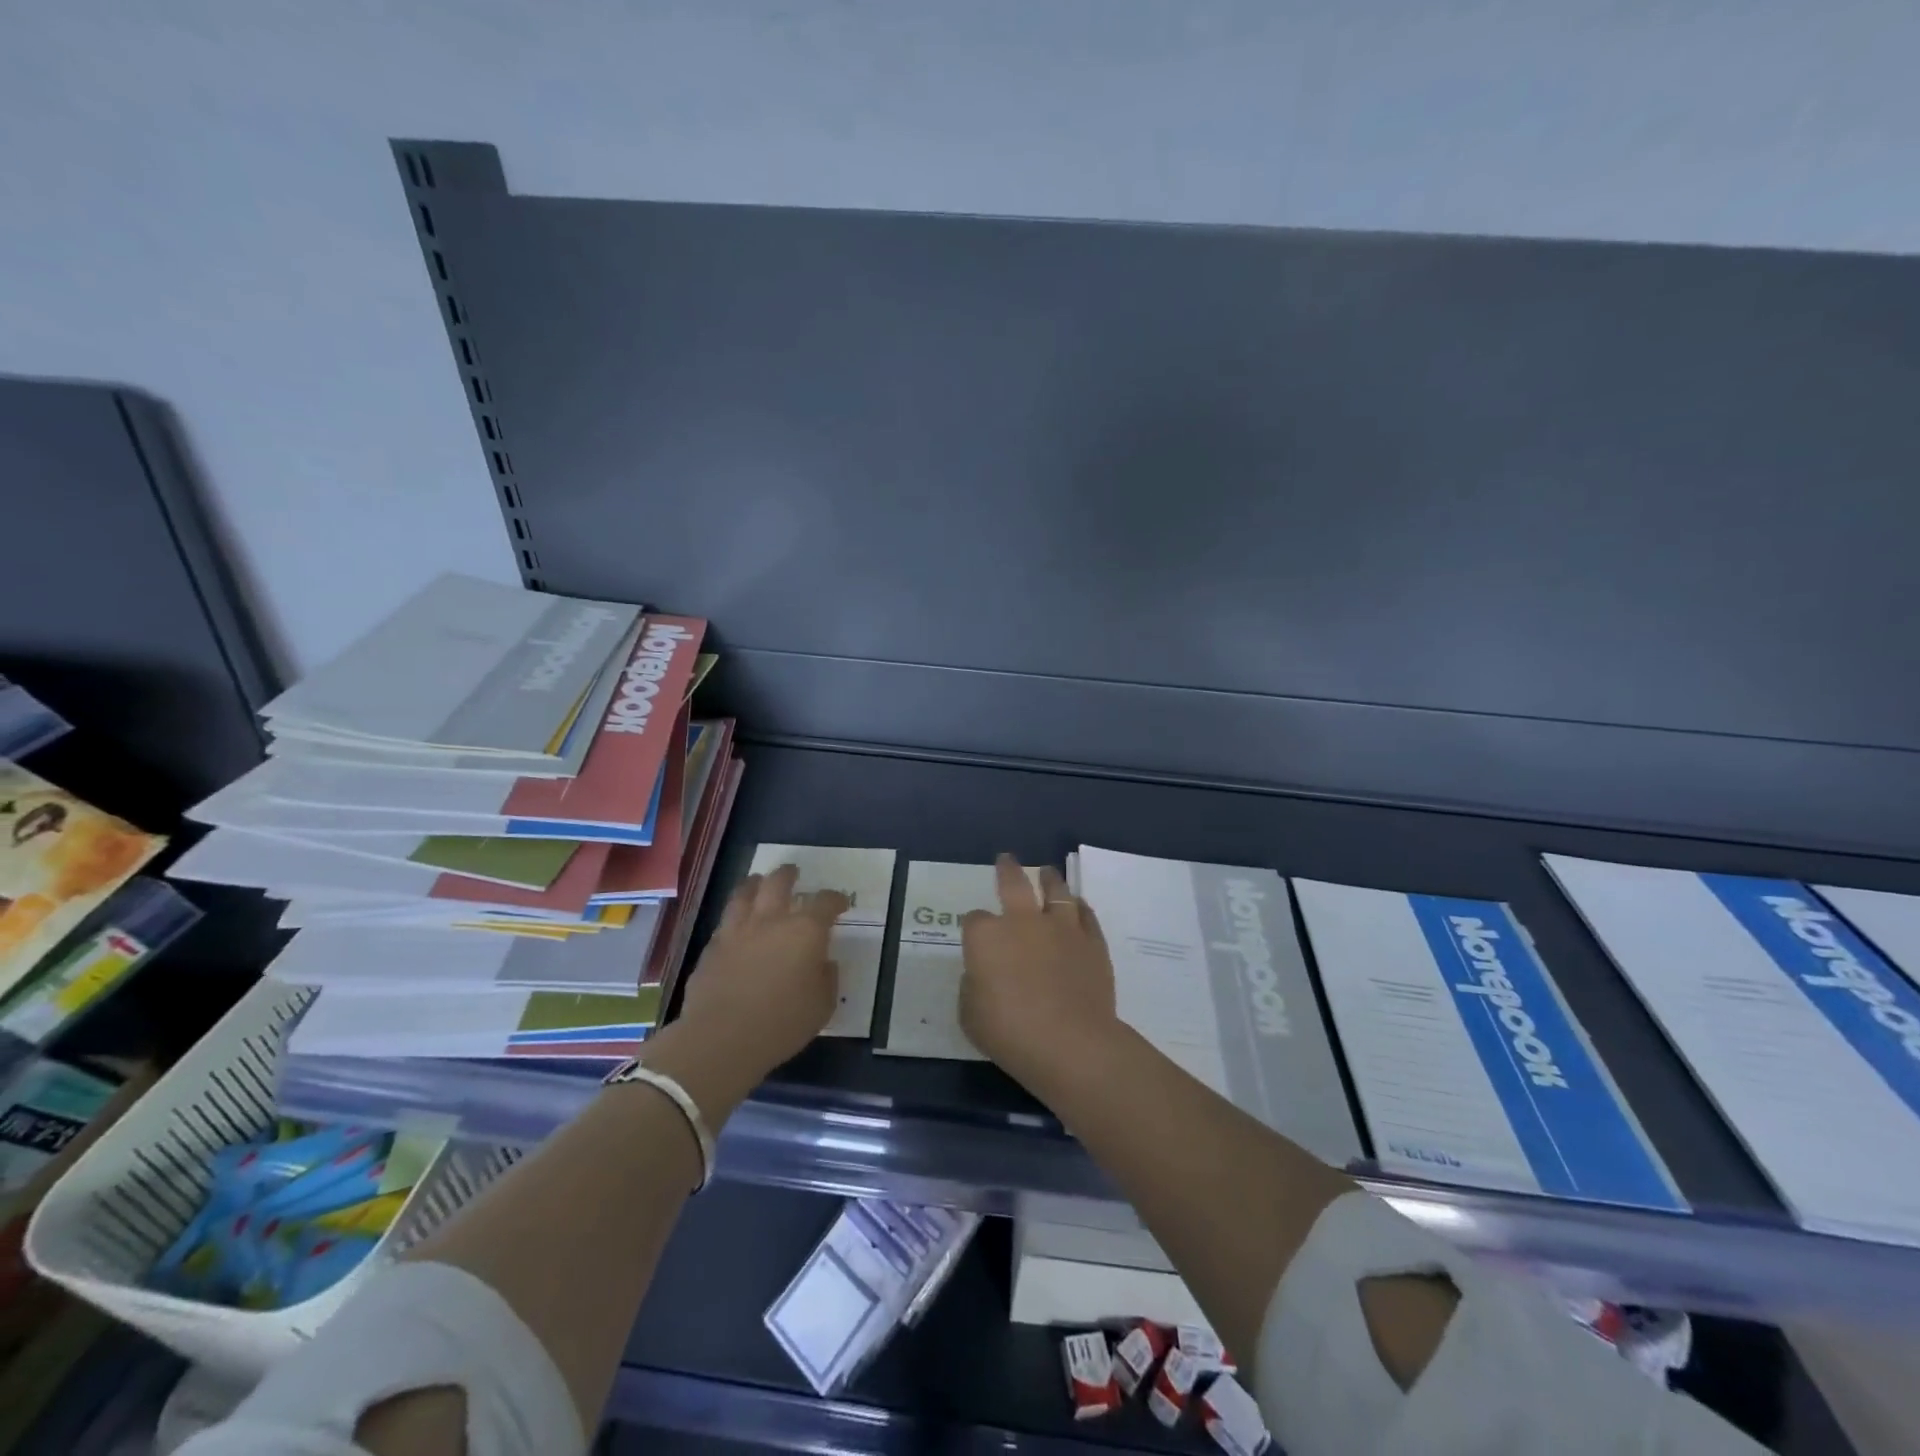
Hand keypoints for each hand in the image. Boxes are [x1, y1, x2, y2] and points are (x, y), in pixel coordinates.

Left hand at [676, 864, 848, 1078]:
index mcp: (805, 931)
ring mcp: (736, 931)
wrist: (722, 1039)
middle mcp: (770, 921)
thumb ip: (826, 978)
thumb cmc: (782, 1023)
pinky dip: (734, 917)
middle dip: (788, 875)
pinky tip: (735, 924)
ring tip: (757, 881)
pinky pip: (725, 923)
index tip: (840, 902)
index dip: (835, 899)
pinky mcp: (711, 949)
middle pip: (778, 883)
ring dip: (754, 884)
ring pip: (744, 894)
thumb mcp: (822, 1005)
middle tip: (792, 872)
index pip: (825, 902)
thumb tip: (823, 963)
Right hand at [959, 854, 1121, 1090]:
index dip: (975, 928)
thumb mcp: (970, 1015)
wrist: (1070, 1043)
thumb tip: (983, 976)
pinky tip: (1077, 906)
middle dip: (1007, 869)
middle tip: (1006, 859)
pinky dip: (1079, 907)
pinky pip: (1085, 915)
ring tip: (1047, 873)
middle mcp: (1022, 921)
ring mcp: (1061, 928)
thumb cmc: (1010, 1033)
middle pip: (1013, 882)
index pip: (974, 920)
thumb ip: (973, 987)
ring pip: (1055, 890)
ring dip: (1049, 879)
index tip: (977, 937)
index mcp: (986, 937)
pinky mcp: (1092, 942)